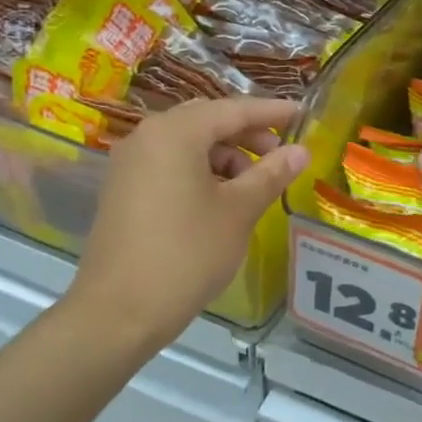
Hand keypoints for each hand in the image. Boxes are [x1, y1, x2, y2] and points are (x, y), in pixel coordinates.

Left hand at [67, 98, 308, 358]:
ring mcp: (130, 164)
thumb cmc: (187, 253)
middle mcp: (147, 137)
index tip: (302, 114)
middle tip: (280, 153)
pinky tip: (221, 199)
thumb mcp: (239, 211)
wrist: (119, 312)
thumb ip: (271, 174)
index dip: (271, 112)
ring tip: (253, 185)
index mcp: (175, 133)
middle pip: (207, 121)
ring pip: (188, 144)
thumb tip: (301, 151)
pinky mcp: (123, 190)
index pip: (233, 110)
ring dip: (225, 155)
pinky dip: (200, 170)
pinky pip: (170, 164)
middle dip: (247, 134)